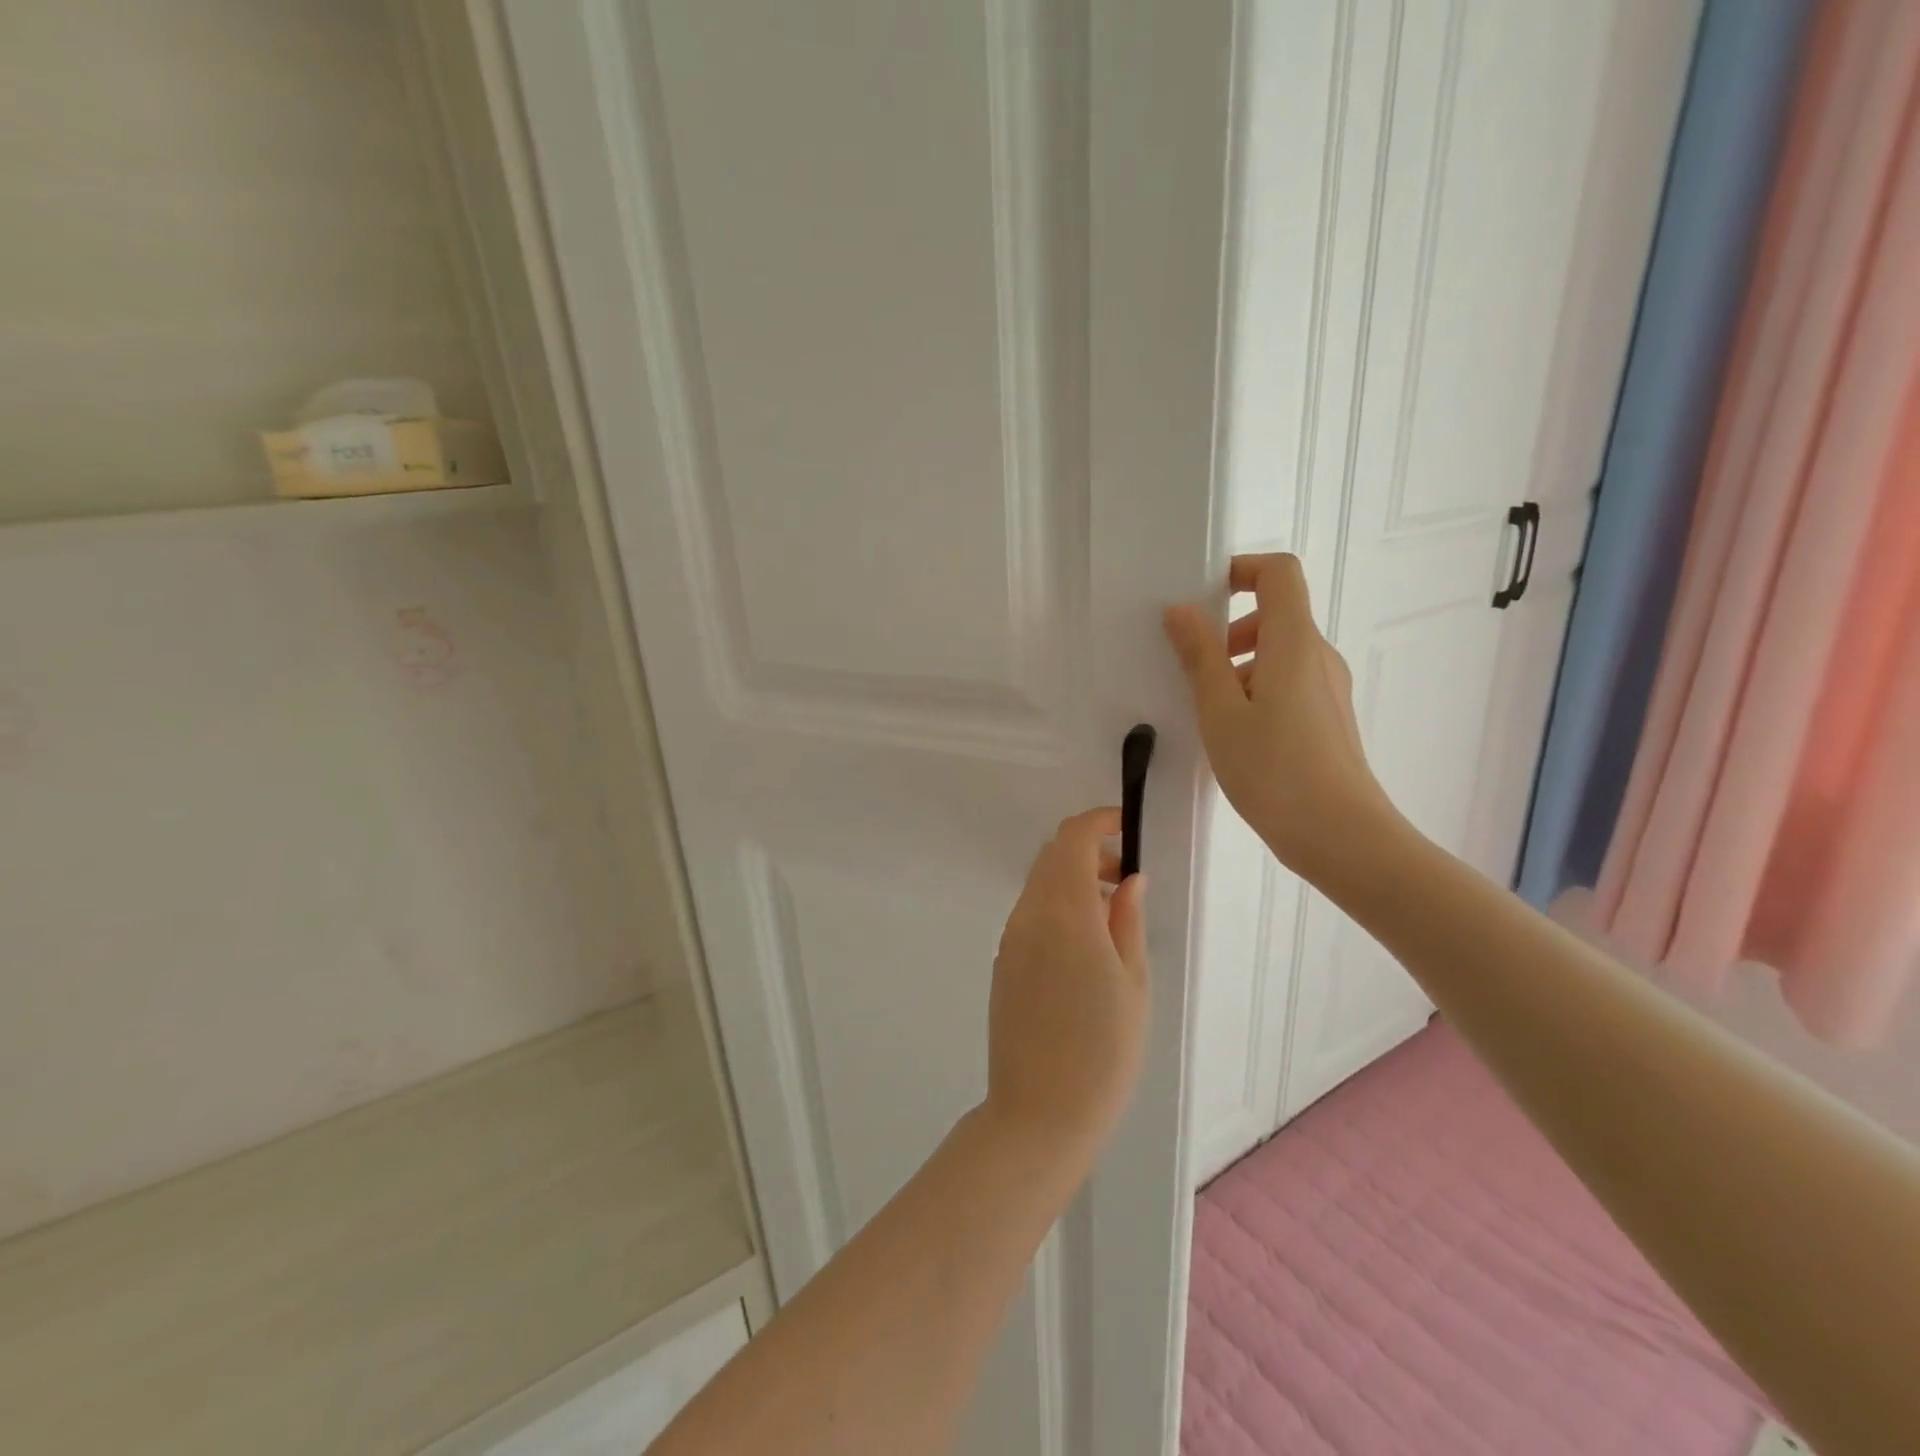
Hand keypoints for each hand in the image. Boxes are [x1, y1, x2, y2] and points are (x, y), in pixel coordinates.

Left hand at [984, 808, 1148, 1172]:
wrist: (1040, 1112)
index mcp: (1065, 913)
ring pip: (1039, 884)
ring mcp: (1010, 938)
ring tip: (1110, 915)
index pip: (1071, 839)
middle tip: (1125, 879)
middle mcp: (1029, 915)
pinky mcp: (1002, 962)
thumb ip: (1128, 920)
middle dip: (1087, 850)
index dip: (1098, 822)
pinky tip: (1082, 945)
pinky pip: (1030, 914)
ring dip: (1071, 880)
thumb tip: (1128, 878)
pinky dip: (1056, 906)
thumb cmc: (1103, 1050)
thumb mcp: (1133, 982)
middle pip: (1051, 856)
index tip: (1126, 829)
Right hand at [1163, 553, 1398, 881]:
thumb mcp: (1220, 712)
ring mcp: (1328, 689)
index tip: (1201, 598)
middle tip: (1194, 667)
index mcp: (1294, 643)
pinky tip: (1234, 735)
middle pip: (1276, 614)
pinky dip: (1256, 690)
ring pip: (1280, 654)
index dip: (1240, 570)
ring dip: (1239, 666)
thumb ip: (1199, 657)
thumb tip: (1181, 610)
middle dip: (1229, 630)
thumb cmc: (1274, 770)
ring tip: (1208, 711)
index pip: (1279, 573)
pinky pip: (1288, 684)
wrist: (1341, 836)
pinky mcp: (1328, 719)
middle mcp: (1319, 656)